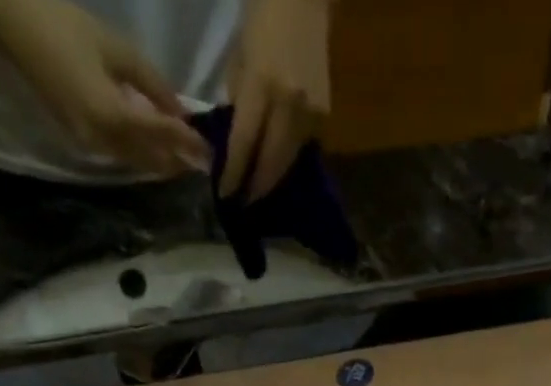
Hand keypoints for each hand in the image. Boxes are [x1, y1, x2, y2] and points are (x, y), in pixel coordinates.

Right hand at [0, 0, 212, 176]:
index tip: (210, 151)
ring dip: (163, 164)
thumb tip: (182, 110)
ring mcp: (91, 145)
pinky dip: (144, 156)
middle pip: (151, 160)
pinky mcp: (83, 141)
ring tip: (187, 161)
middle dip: (178, 162)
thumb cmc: (65, 25)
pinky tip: (158, 152)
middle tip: (203, 163)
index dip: (188, 144)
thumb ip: (152, 84)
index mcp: (112, 115)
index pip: (161, 136)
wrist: (12, 25)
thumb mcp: (117, 48)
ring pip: (138, 163)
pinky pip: (122, 156)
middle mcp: (104, 140)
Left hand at [222, 0, 330, 198]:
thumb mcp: (240, 58)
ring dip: (273, 178)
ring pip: (288, 161)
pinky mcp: (324, 116)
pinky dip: (287, 159)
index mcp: (263, 86)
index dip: (235, 174)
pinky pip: (302, 147)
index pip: (244, 144)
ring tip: (259, 190)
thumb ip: (239, 103)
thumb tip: (238, 143)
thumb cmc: (263, 18)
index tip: (226, 196)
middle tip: (245, 203)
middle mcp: (290, 106)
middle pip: (271, 163)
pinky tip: (277, 166)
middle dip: (257, 187)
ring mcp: (311, 113)